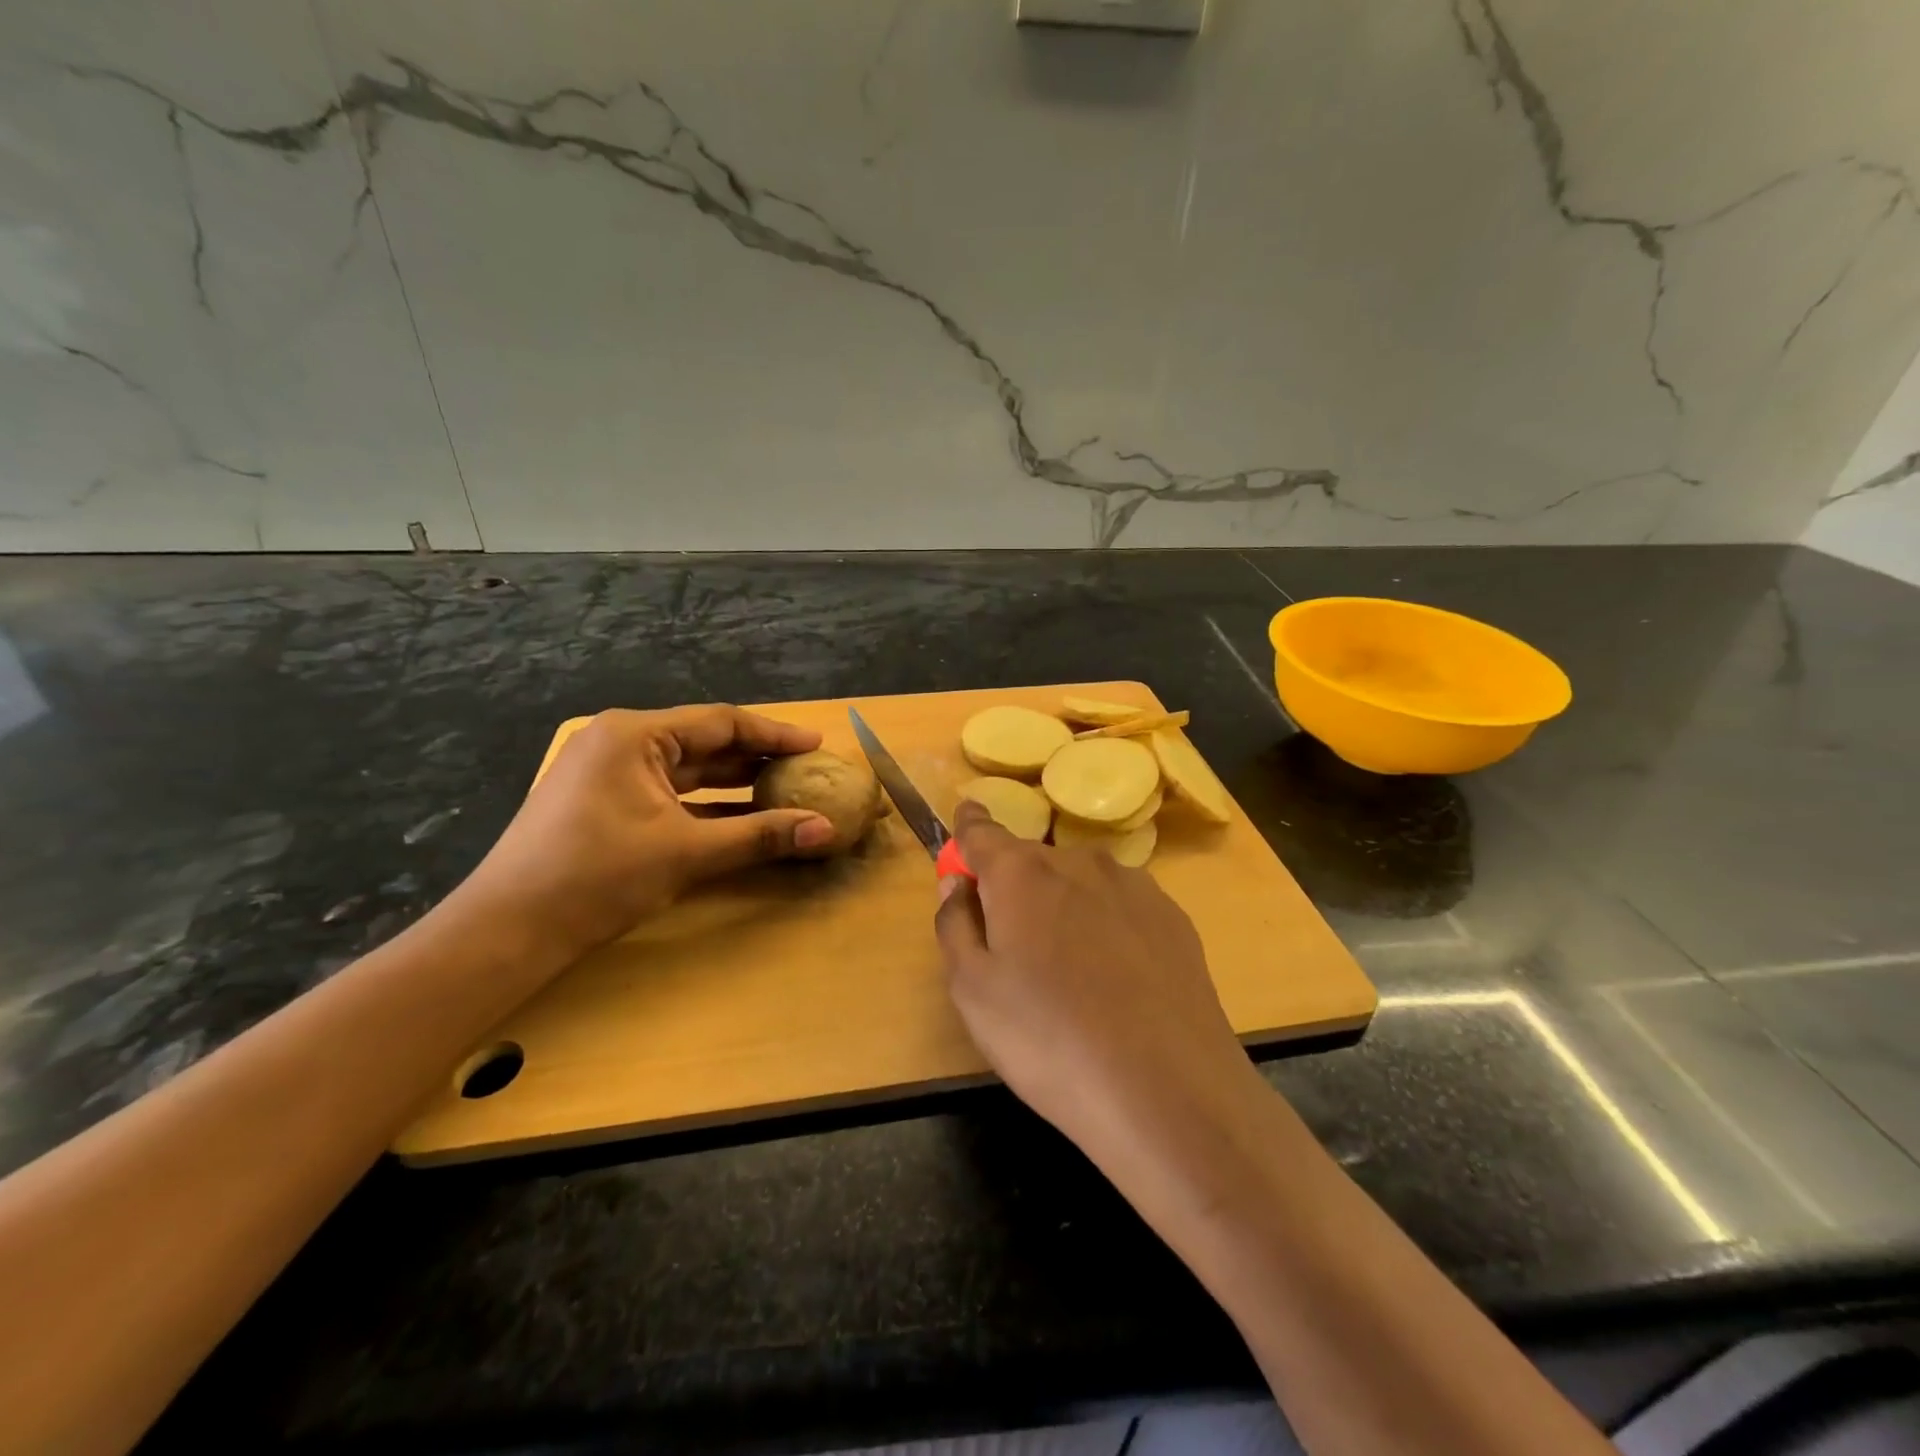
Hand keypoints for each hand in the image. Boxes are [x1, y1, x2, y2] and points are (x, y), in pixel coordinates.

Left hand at [458, 706, 835, 961]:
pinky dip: (706, 805)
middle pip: (704, 743)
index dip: (774, 734)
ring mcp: (608, 774)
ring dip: (734, 783)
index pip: (721, 723)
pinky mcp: (604, 804)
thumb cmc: (597, 877)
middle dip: (756, 758)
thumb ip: (760, 836)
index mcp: (635, 735)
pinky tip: (740, 817)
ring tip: (783, 790)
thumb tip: (827, 829)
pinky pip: (669, 794)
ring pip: (687, 770)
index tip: (816, 745)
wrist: (508, 930)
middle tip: (806, 770)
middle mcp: (621, 743)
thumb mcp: (687, 853)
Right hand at [933, 801, 1258, 1162]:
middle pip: (1031, 860)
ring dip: (1063, 905)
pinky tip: (1116, 979)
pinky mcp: (1173, 917)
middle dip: (1014, 886)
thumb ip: (955, 923)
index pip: (982, 830)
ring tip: (1069, 970)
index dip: (968, 827)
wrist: (1168, 1092)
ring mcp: (1134, 886)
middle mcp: (1079, 862)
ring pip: (1080, 882)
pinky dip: (1106, 924)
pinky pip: (1121, 906)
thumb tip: (957, 882)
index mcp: (1021, 873)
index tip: (964, 822)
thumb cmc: (1049, 1040)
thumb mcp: (972, 991)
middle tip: (1011, 943)